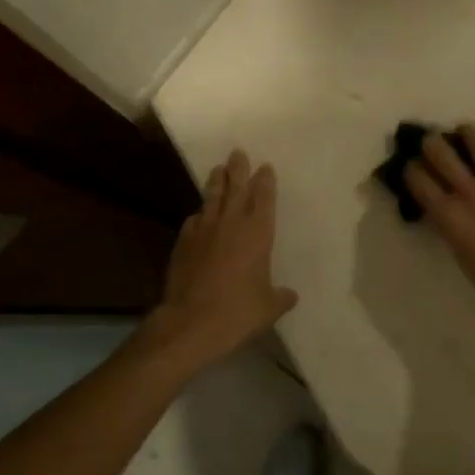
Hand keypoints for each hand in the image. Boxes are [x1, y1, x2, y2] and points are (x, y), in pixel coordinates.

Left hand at [140, 150, 297, 373]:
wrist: (191, 321)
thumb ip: (281, 297)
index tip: (265, 167)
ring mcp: (204, 230)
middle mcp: (231, 224)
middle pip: (236, 188)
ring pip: (212, 198)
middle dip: (238, 169)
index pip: (264, 198)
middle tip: (238, 153)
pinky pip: (193, 220)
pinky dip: (199, 214)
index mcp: (258, 233)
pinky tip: (198, 215)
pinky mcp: (184, 242)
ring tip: (218, 169)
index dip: (265, 181)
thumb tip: (291, 296)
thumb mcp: (269, 307)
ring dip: (216, 182)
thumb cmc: (238, 311)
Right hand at [402, 124, 474, 352]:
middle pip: (439, 150)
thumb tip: (440, 203)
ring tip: (466, 139)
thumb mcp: (460, 254)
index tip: (411, 168)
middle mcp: (471, 192)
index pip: (417, 177)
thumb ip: (448, 224)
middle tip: (433, 147)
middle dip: (430, 144)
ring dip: (465, 135)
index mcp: (450, 215)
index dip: (410, 169)